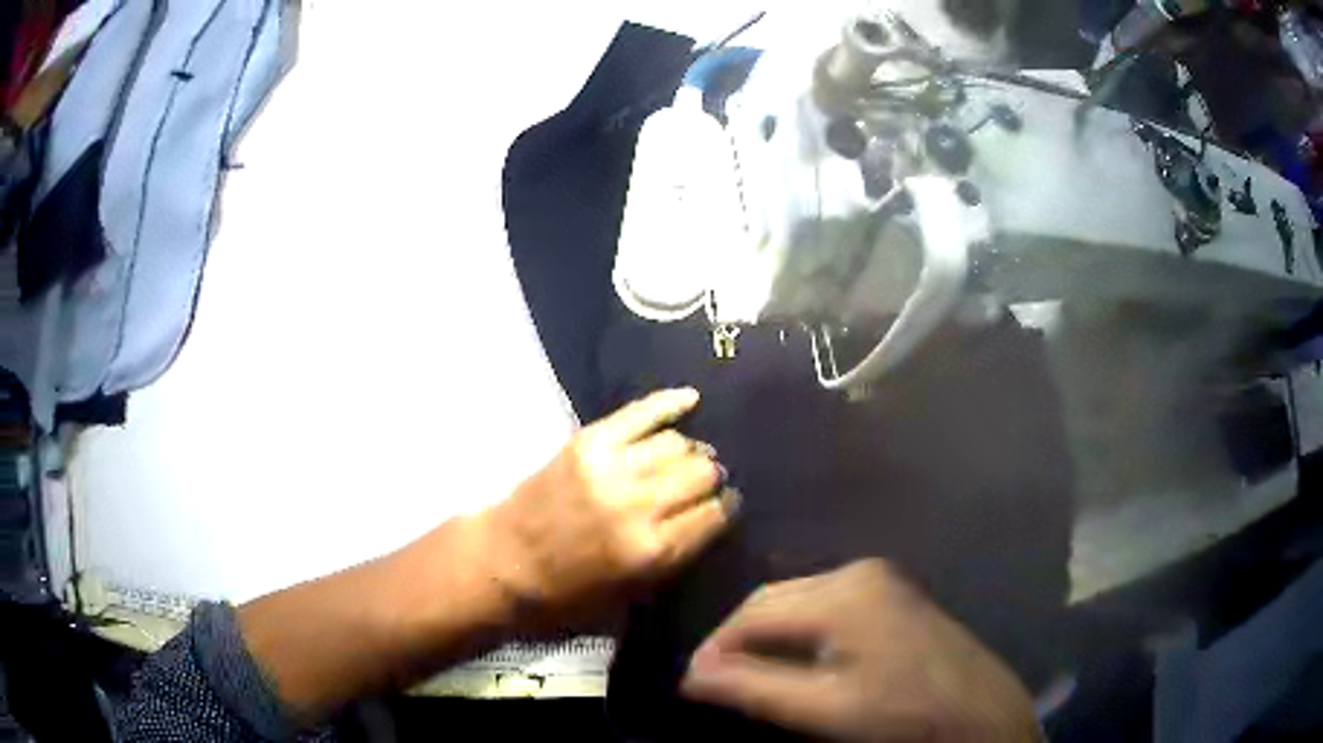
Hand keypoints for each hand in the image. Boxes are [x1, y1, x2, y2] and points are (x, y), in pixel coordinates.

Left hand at [482, 388, 737, 632]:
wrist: (507, 559)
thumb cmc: (570, 590)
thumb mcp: (634, 592)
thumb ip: (679, 554)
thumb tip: (713, 513)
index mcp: (652, 551)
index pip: (716, 514)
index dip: (726, 508)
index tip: (725, 505)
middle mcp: (639, 505)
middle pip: (703, 473)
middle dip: (712, 478)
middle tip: (705, 482)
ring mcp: (612, 467)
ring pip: (679, 443)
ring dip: (691, 451)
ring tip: (687, 457)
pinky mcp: (589, 441)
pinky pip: (642, 411)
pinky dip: (670, 403)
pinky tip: (691, 399)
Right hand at [681, 560, 1037, 742]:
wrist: (977, 710)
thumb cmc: (901, 712)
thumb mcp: (823, 709)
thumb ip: (754, 689)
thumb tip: (691, 677)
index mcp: (842, 593)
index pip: (753, 614)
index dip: (715, 648)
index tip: (691, 683)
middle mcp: (857, 571)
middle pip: (773, 600)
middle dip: (737, 640)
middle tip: (712, 680)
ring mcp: (878, 579)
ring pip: (796, 600)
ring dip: (764, 635)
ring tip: (743, 673)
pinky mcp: (890, 593)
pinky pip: (823, 603)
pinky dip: (796, 631)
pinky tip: (791, 659)